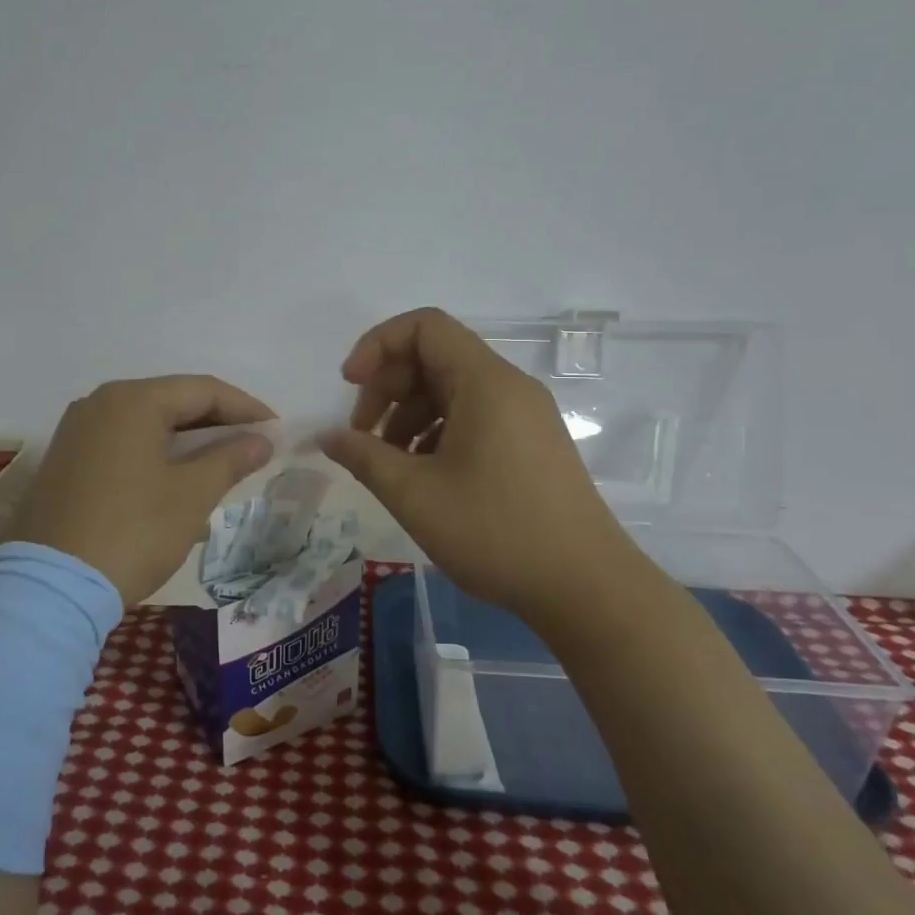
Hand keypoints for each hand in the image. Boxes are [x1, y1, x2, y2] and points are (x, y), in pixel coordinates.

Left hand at [9, 376, 275, 605]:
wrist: (52, 588)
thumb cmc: (133, 532)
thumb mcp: (192, 495)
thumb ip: (231, 459)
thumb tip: (261, 440)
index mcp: (132, 400)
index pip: (202, 390)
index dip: (245, 408)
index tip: (276, 430)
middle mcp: (99, 403)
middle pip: (171, 401)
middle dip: (216, 422)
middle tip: (253, 445)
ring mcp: (77, 431)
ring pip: (146, 422)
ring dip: (187, 439)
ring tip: (221, 462)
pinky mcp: (65, 460)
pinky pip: (122, 442)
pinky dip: (155, 452)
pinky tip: (175, 477)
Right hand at [320, 308, 646, 619]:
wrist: (587, 588)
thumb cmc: (496, 532)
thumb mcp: (415, 495)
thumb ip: (363, 456)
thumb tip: (327, 436)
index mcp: (485, 382)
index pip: (424, 326)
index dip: (377, 345)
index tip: (350, 387)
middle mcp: (509, 387)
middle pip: (434, 357)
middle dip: (388, 387)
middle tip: (363, 436)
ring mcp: (524, 415)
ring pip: (451, 390)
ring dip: (408, 415)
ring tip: (388, 464)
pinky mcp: (530, 444)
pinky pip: (473, 417)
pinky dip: (437, 433)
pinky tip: (422, 476)